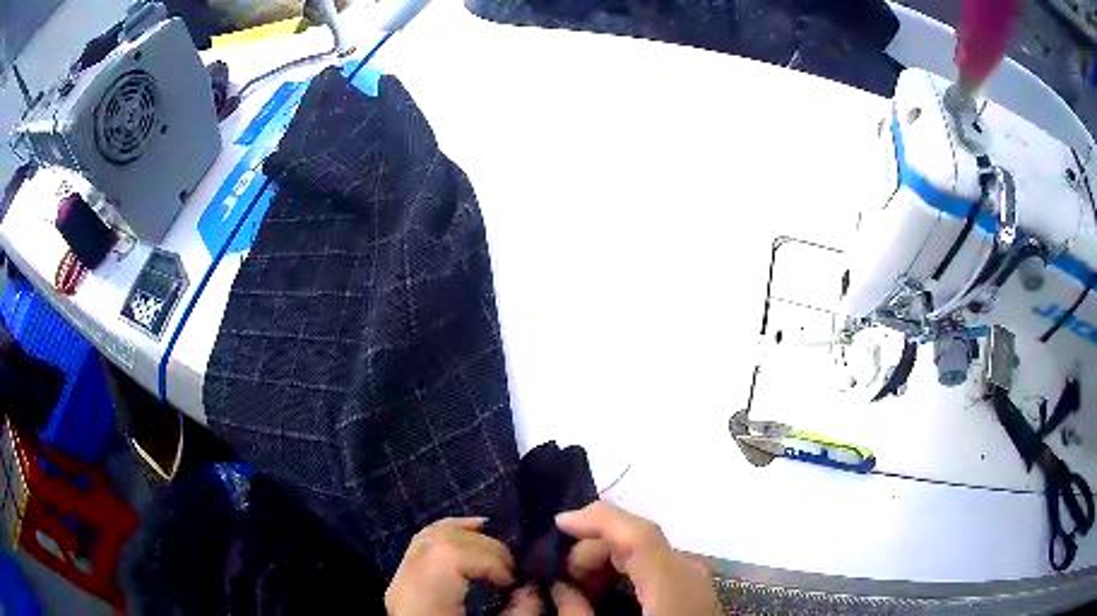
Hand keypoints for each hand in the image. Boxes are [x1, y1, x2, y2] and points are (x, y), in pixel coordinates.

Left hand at [385, 517, 515, 615]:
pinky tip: (475, 535)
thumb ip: (519, 613)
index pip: (448, 554)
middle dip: (484, 544)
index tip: (513, 580)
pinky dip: (450, 534)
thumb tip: (532, 586)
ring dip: (469, 535)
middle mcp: (402, 583)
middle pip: (438, 537)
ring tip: (500, 555)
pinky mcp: (403, 579)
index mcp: (421, 601)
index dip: (488, 557)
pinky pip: (422, 543)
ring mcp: (397, 578)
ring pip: (427, 534)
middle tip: (512, 569)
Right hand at [555, 501, 719, 615]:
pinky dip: (624, 571)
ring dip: (607, 562)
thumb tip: (559, 587)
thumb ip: (579, 615)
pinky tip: (605, 592)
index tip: (558, 524)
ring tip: (579, 589)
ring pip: (645, 552)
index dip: (598, 519)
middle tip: (561, 578)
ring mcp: (694, 579)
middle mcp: (689, 572)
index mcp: (674, 584)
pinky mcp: (692, 589)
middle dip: (594, 549)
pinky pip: (654, 567)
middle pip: (638, 540)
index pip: (639, 534)